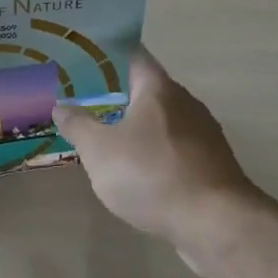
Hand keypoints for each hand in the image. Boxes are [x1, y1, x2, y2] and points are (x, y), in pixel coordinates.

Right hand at [53, 48, 267, 254]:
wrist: (215, 224)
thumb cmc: (151, 174)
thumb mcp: (99, 150)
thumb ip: (78, 125)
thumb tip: (61, 106)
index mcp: (158, 89)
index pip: (133, 55)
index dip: (108, 53)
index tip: (85, 56)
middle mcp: (185, 102)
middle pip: (148, 88)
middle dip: (119, 92)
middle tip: (86, 97)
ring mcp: (204, 134)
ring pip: (162, 119)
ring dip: (137, 124)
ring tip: (107, 134)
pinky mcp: (212, 164)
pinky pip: (175, 146)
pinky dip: (154, 150)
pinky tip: (137, 168)